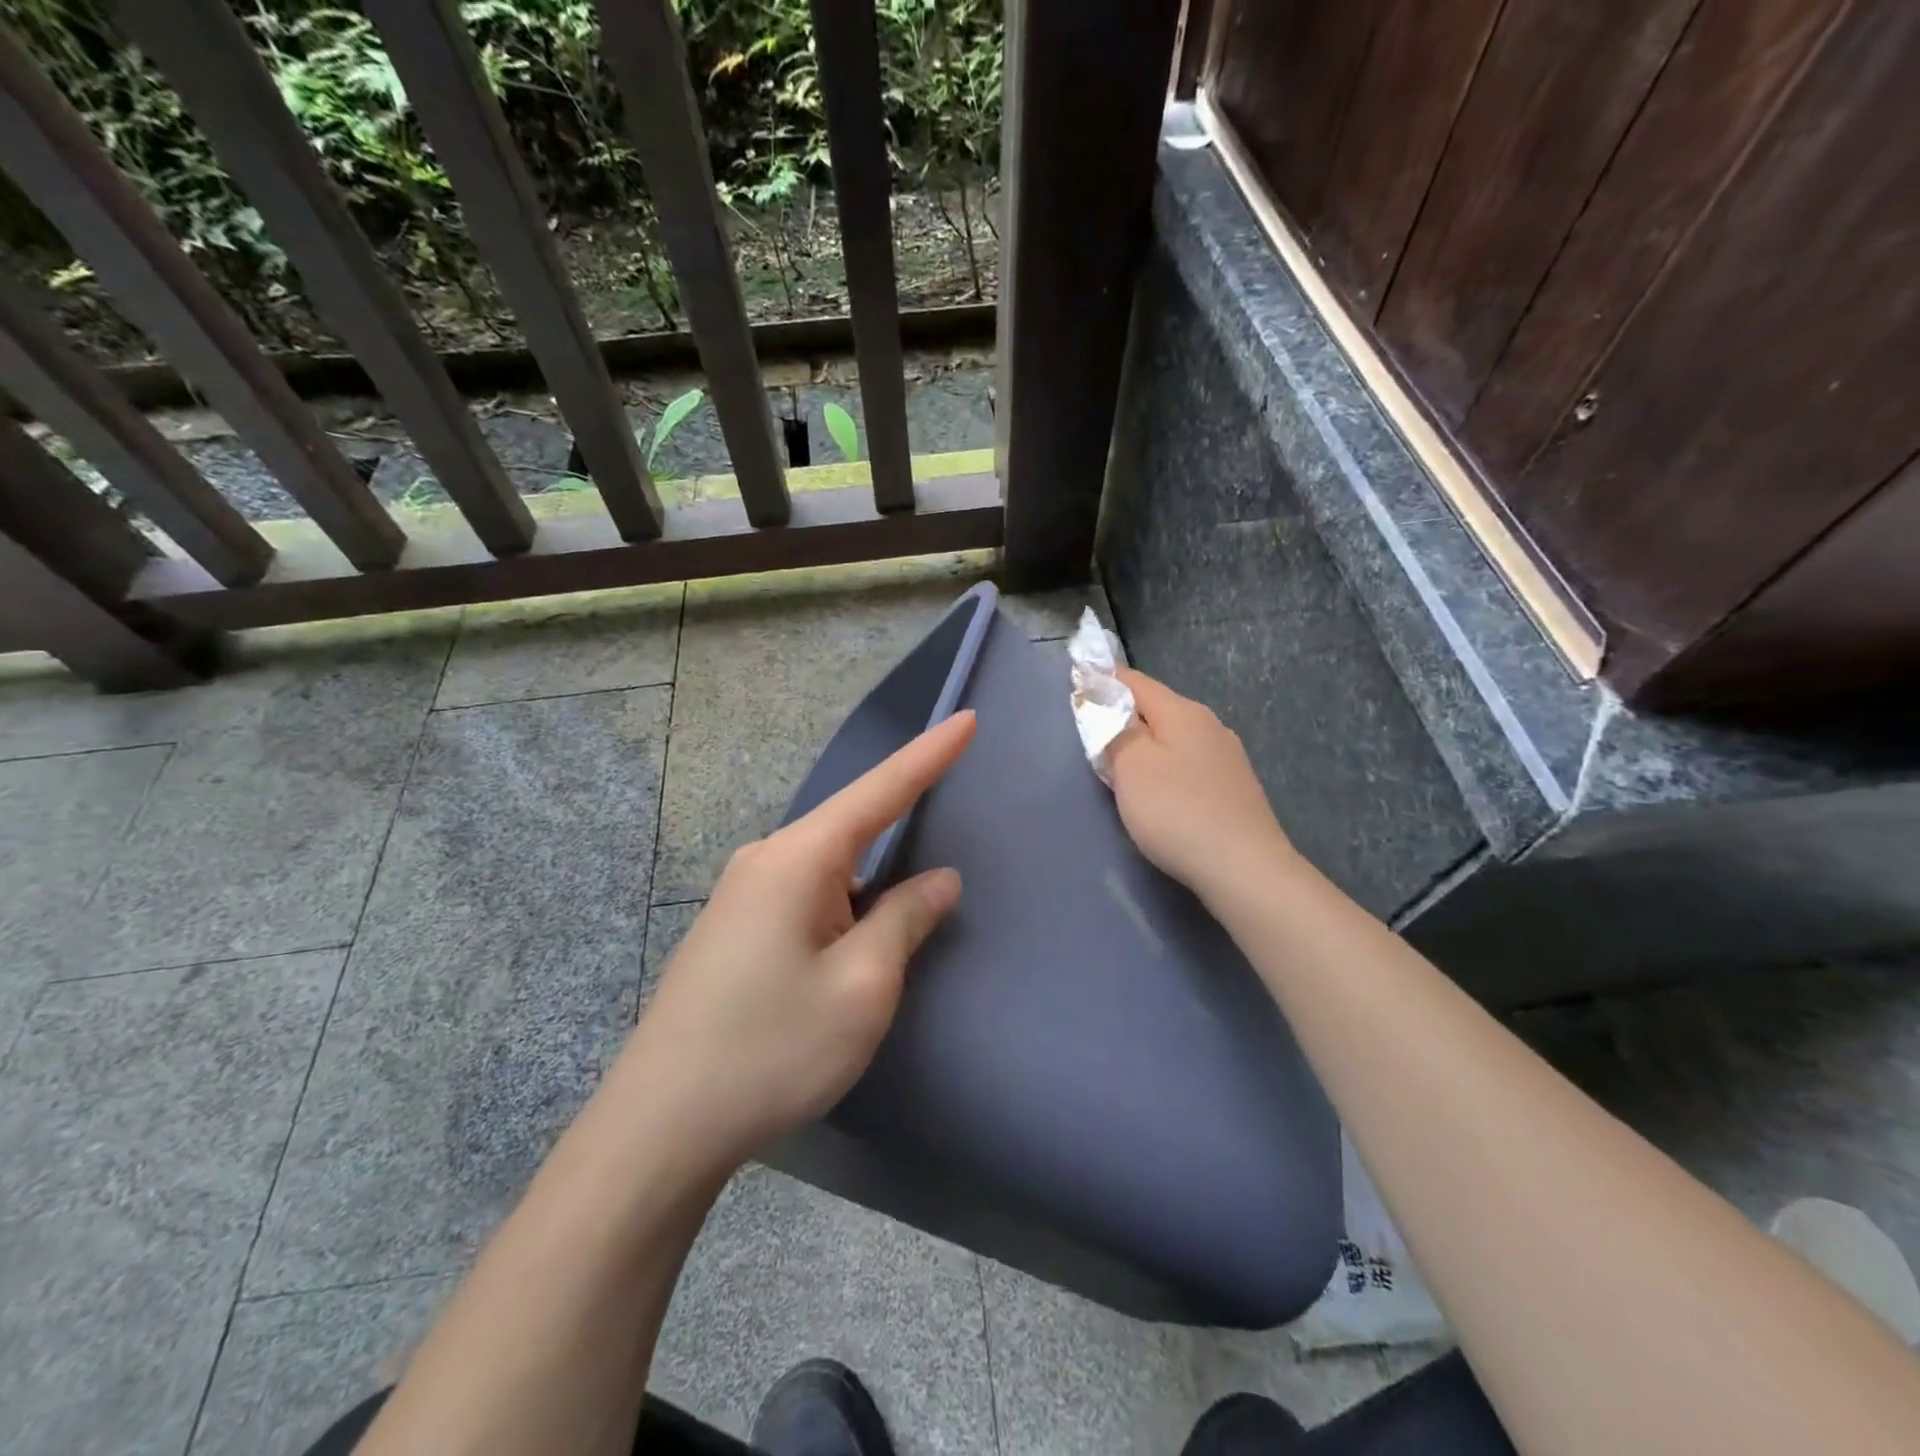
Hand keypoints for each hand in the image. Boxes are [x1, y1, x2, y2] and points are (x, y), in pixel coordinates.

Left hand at [622, 711, 975, 1169]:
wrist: (661, 1125)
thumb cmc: (773, 1048)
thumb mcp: (862, 985)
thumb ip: (906, 918)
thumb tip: (938, 879)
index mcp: (799, 858)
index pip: (880, 790)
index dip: (929, 755)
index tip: (967, 720)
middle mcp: (766, 860)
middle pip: (852, 826)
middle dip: (902, 826)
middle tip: (943, 842)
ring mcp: (743, 894)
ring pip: (829, 867)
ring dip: (871, 885)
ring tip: (895, 926)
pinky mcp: (735, 927)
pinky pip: (806, 894)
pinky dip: (843, 906)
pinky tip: (851, 946)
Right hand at [1106, 668, 1293, 899]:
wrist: (1244, 868)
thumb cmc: (1177, 811)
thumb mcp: (1131, 766)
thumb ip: (1114, 729)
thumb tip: (1106, 702)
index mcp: (1182, 711)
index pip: (1134, 681)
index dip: (1103, 681)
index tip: (1076, 688)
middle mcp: (1209, 724)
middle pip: (1156, 708)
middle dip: (1124, 716)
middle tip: (1092, 736)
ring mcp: (1227, 756)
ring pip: (1174, 737)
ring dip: (1146, 744)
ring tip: (1121, 766)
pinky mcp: (1235, 787)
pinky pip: (1189, 763)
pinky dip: (1166, 767)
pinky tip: (1160, 791)